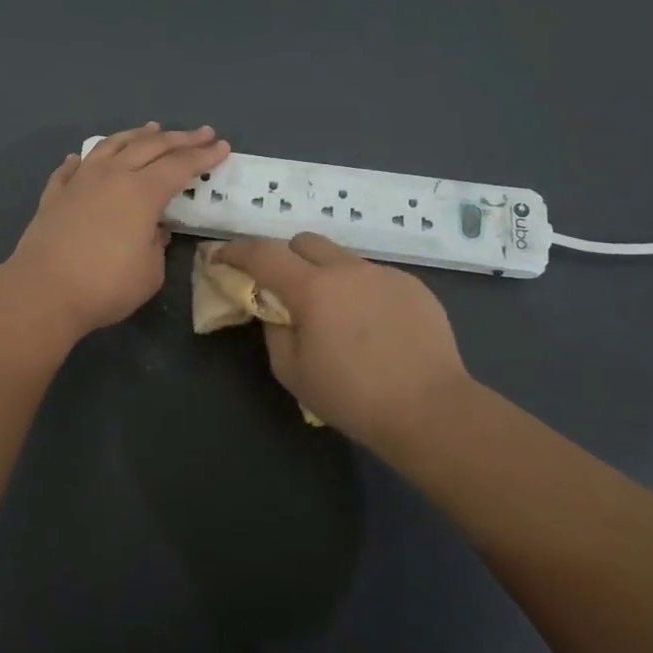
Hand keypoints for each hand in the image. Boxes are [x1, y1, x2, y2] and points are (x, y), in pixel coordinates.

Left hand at [4, 124, 230, 340]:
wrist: (42, 292)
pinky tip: (83, 157)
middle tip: (202, 133)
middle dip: (180, 138)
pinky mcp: (54, 195)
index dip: (204, 156)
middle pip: (150, 147)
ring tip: (151, 128)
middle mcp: (112, 176)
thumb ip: (157, 245)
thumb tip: (154, 229)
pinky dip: (84, 159)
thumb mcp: (149, 272)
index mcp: (142, 192)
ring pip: (111, 146)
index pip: (180, 166)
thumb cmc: (105, 286)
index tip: (222, 146)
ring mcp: (80, 181)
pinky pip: (71, 168)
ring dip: (135, 135)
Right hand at [215, 232, 471, 446]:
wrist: (429, 410)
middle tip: (284, 287)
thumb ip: (274, 330)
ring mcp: (384, 274)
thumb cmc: (352, 397)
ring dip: (326, 275)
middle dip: (286, 257)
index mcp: (313, 288)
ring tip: (336, 314)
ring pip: (343, 259)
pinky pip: (374, 277)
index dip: (237, 251)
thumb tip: (276, 309)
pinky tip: (373, 327)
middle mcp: (348, 269)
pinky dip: (361, 291)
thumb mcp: (292, 371)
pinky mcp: (413, 286)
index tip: (222, 256)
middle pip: (305, 242)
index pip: (263, 254)